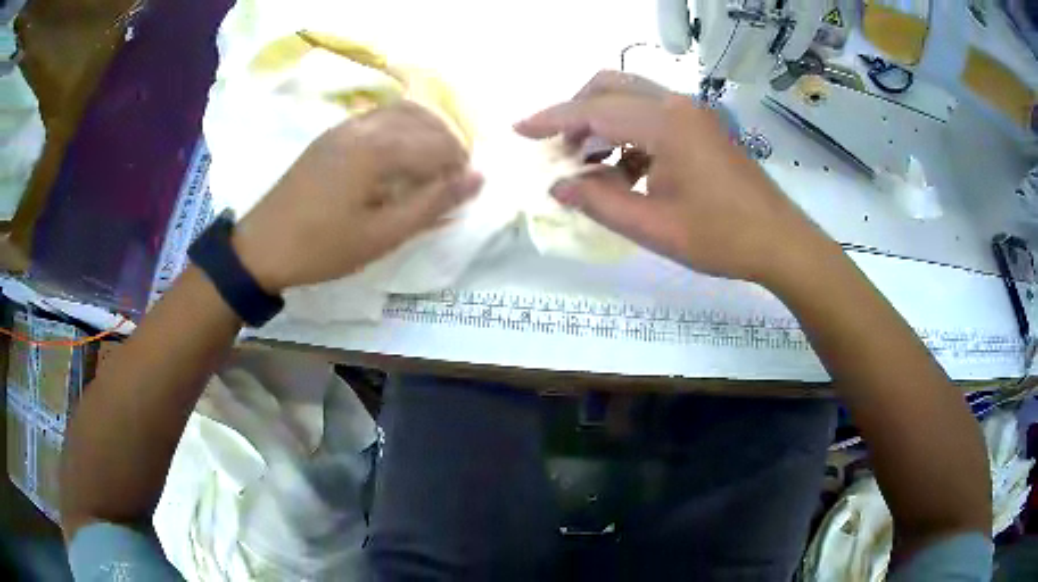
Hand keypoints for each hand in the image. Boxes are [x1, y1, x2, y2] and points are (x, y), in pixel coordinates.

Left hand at [232, 101, 482, 292]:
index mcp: (377, 149)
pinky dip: (401, 129)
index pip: (438, 144)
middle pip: (424, 119)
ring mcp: (344, 126)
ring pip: (401, 112)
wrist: (261, 247)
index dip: (460, 166)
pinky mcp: (331, 134)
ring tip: (429, 167)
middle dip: (447, 145)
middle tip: (451, 180)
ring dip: (425, 132)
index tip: (463, 192)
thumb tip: (477, 179)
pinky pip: (378, 117)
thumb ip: (432, 205)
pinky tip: (398, 158)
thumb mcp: (382, 236)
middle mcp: (363, 126)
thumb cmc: (322, 248)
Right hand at [514, 71, 834, 286]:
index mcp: (664, 124)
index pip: (593, 110)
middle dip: (576, 111)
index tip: (520, 129)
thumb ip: (600, 202)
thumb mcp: (654, 227)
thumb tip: (558, 187)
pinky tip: (625, 169)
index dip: (551, 119)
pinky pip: (652, 114)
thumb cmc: (722, 238)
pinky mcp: (701, 125)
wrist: (780, 241)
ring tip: (588, 164)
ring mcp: (693, 112)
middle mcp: (677, 104)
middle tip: (558, 149)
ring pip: (631, 97)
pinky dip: (627, 132)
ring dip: (602, 121)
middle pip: (610, 86)